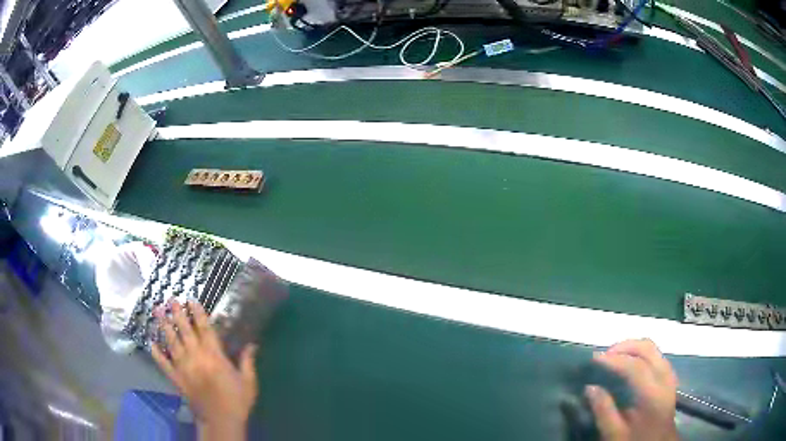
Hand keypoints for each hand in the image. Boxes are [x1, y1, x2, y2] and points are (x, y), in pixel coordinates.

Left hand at [151, 301, 257, 440]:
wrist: (221, 421)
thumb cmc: (237, 401)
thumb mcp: (248, 382)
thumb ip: (248, 362)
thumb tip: (253, 344)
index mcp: (215, 356)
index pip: (204, 329)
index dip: (197, 313)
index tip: (190, 299)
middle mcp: (196, 357)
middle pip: (184, 331)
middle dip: (177, 314)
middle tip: (170, 299)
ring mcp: (183, 368)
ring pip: (171, 342)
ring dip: (164, 326)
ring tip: (157, 311)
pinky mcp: (176, 379)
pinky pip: (163, 363)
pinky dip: (156, 353)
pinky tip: (151, 343)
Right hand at [586, 339, 678, 440]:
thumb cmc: (635, 440)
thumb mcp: (615, 434)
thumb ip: (603, 411)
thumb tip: (590, 387)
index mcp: (652, 394)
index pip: (635, 366)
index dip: (614, 359)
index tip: (594, 358)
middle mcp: (664, 378)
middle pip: (647, 348)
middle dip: (624, 347)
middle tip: (604, 355)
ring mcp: (669, 375)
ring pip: (652, 348)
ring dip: (632, 348)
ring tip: (613, 357)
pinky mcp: (669, 376)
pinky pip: (655, 355)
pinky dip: (640, 353)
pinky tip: (629, 363)